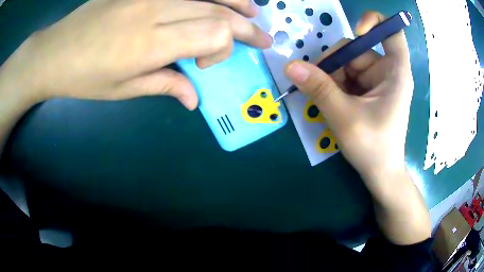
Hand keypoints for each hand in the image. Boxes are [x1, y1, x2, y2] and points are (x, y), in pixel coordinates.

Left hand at [0, 0, 271, 109]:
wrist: (54, 52)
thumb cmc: (84, 78)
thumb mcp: (122, 90)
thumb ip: (164, 86)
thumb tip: (194, 99)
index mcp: (148, 44)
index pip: (213, 33)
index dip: (223, 48)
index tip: (208, 64)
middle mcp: (153, 10)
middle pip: (217, 10)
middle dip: (246, 26)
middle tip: (264, 38)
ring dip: (236, 0)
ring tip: (253, 10)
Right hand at [285, 11, 412, 182]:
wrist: (380, 174)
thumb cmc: (373, 148)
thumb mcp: (345, 117)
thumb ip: (319, 89)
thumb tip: (291, 65)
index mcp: (395, 73)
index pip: (391, 33)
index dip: (374, 22)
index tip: (356, 31)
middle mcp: (387, 71)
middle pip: (357, 49)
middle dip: (335, 64)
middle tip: (318, 85)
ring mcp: (376, 80)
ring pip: (347, 64)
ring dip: (331, 78)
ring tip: (325, 101)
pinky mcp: (367, 90)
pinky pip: (346, 77)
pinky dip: (334, 86)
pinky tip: (331, 103)